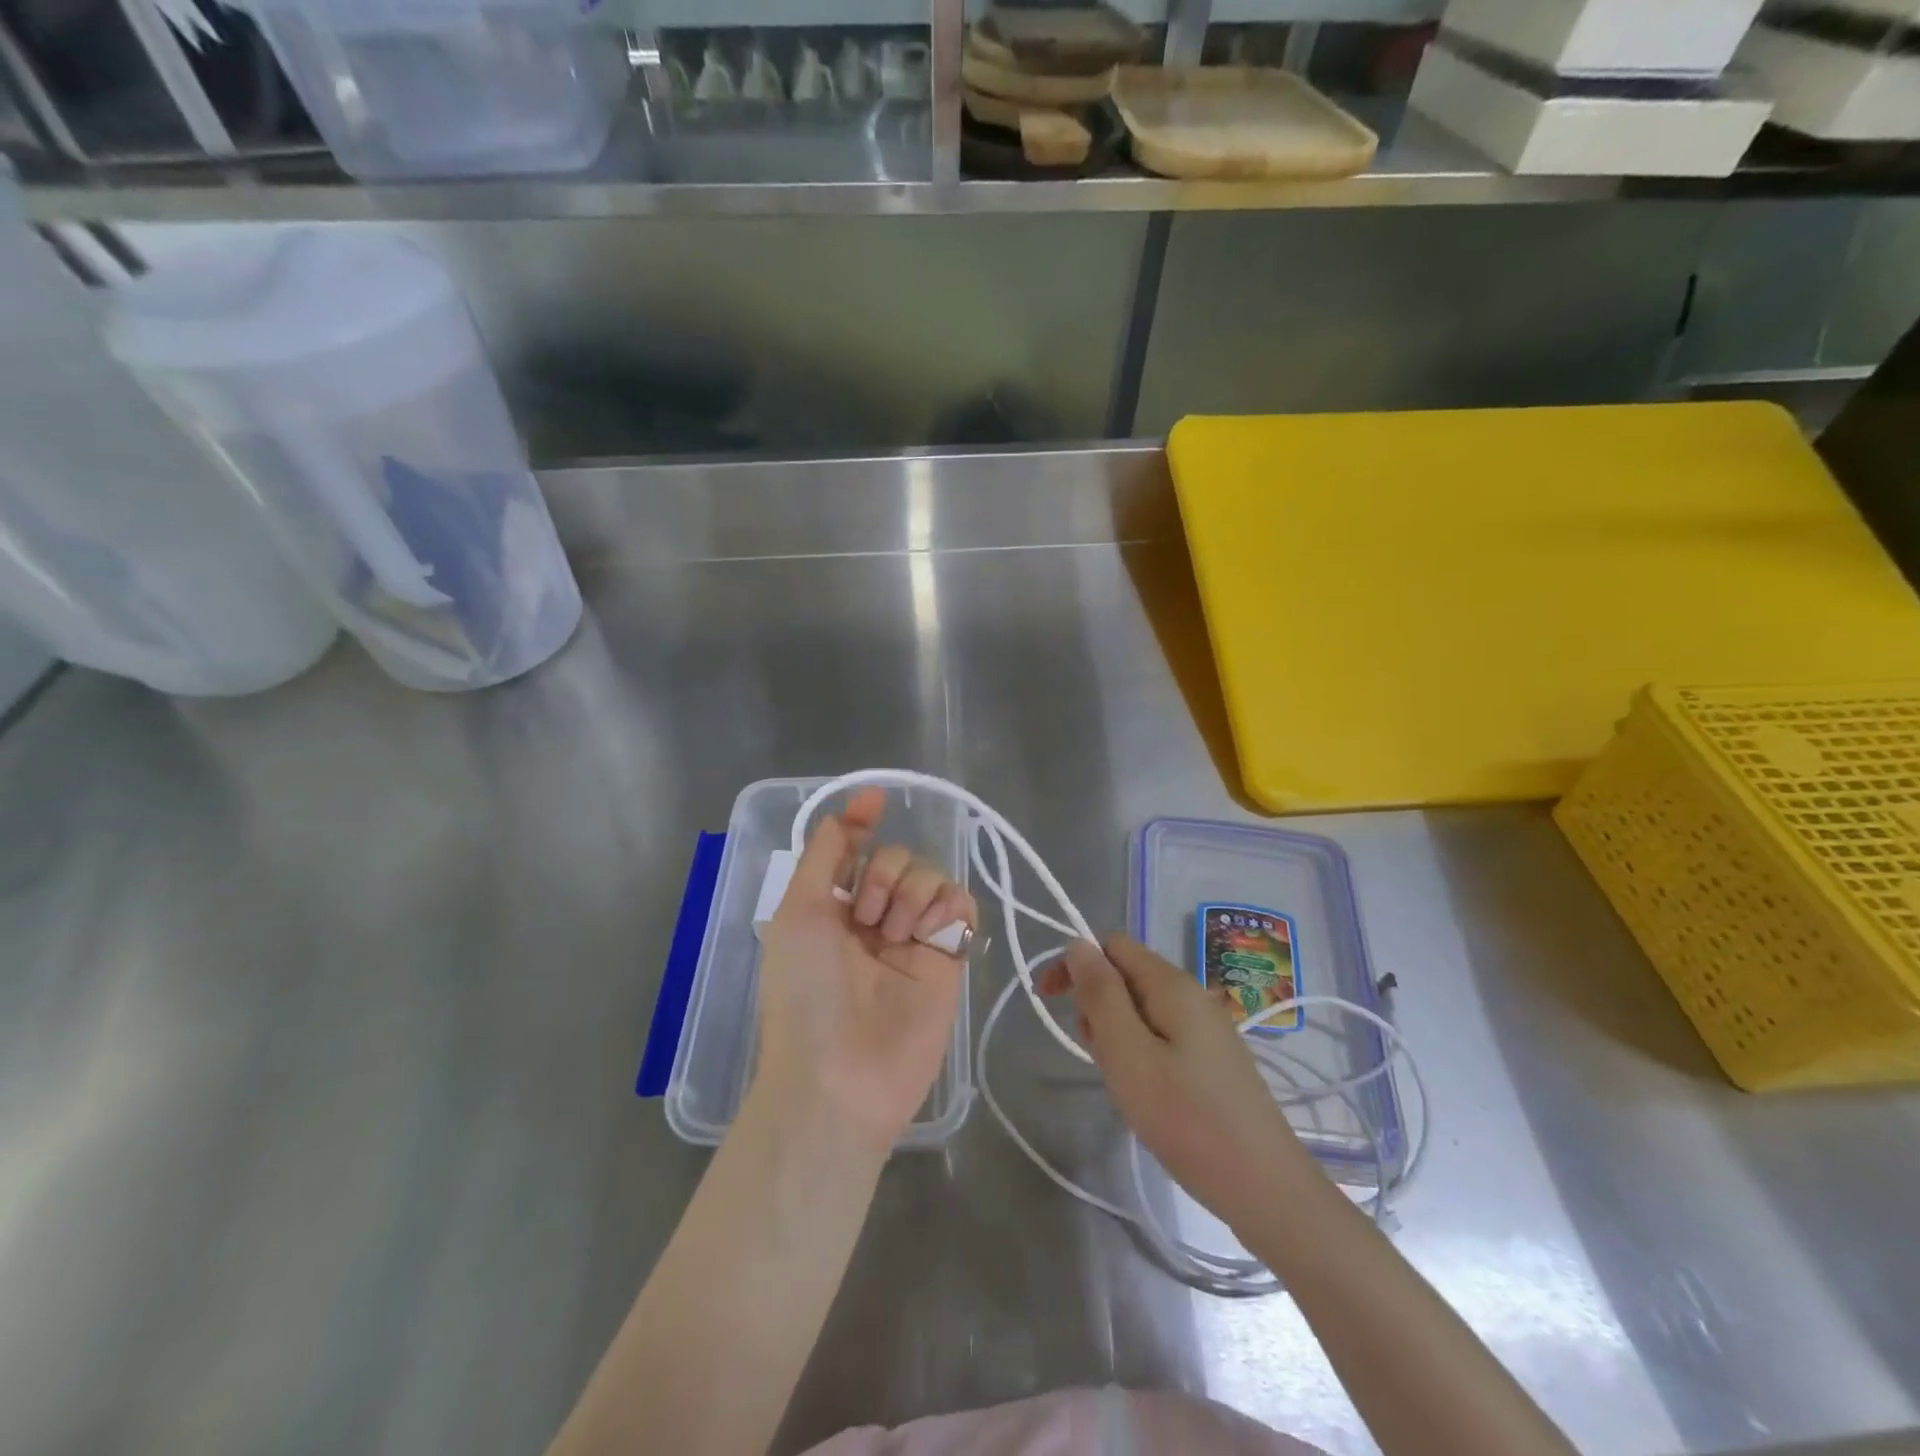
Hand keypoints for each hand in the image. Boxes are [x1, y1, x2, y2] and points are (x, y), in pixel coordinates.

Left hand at [754, 787, 976, 1154]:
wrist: (841, 1076)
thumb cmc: (806, 992)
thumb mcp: (798, 914)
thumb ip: (823, 856)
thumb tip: (850, 808)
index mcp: (833, 908)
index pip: (855, 850)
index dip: (863, 822)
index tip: (875, 801)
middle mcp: (874, 917)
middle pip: (897, 858)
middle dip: (883, 874)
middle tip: (867, 918)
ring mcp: (914, 938)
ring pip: (931, 876)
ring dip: (912, 892)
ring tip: (896, 936)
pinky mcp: (948, 958)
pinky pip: (961, 905)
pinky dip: (948, 905)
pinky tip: (929, 932)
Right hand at [1039, 935, 1305, 1231]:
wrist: (1265, 1188)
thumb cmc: (1187, 1119)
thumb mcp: (1128, 1054)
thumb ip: (1101, 994)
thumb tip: (1077, 944)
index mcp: (1171, 984)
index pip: (1111, 944)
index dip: (1076, 963)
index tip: (1049, 1001)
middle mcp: (1191, 994)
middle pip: (1125, 976)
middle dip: (1097, 1007)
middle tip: (1101, 1058)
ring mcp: (1205, 1027)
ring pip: (1139, 1010)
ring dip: (1116, 1036)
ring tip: (1125, 1084)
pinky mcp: (1211, 1058)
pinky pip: (1160, 1036)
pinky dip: (1139, 1055)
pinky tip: (1147, 1095)